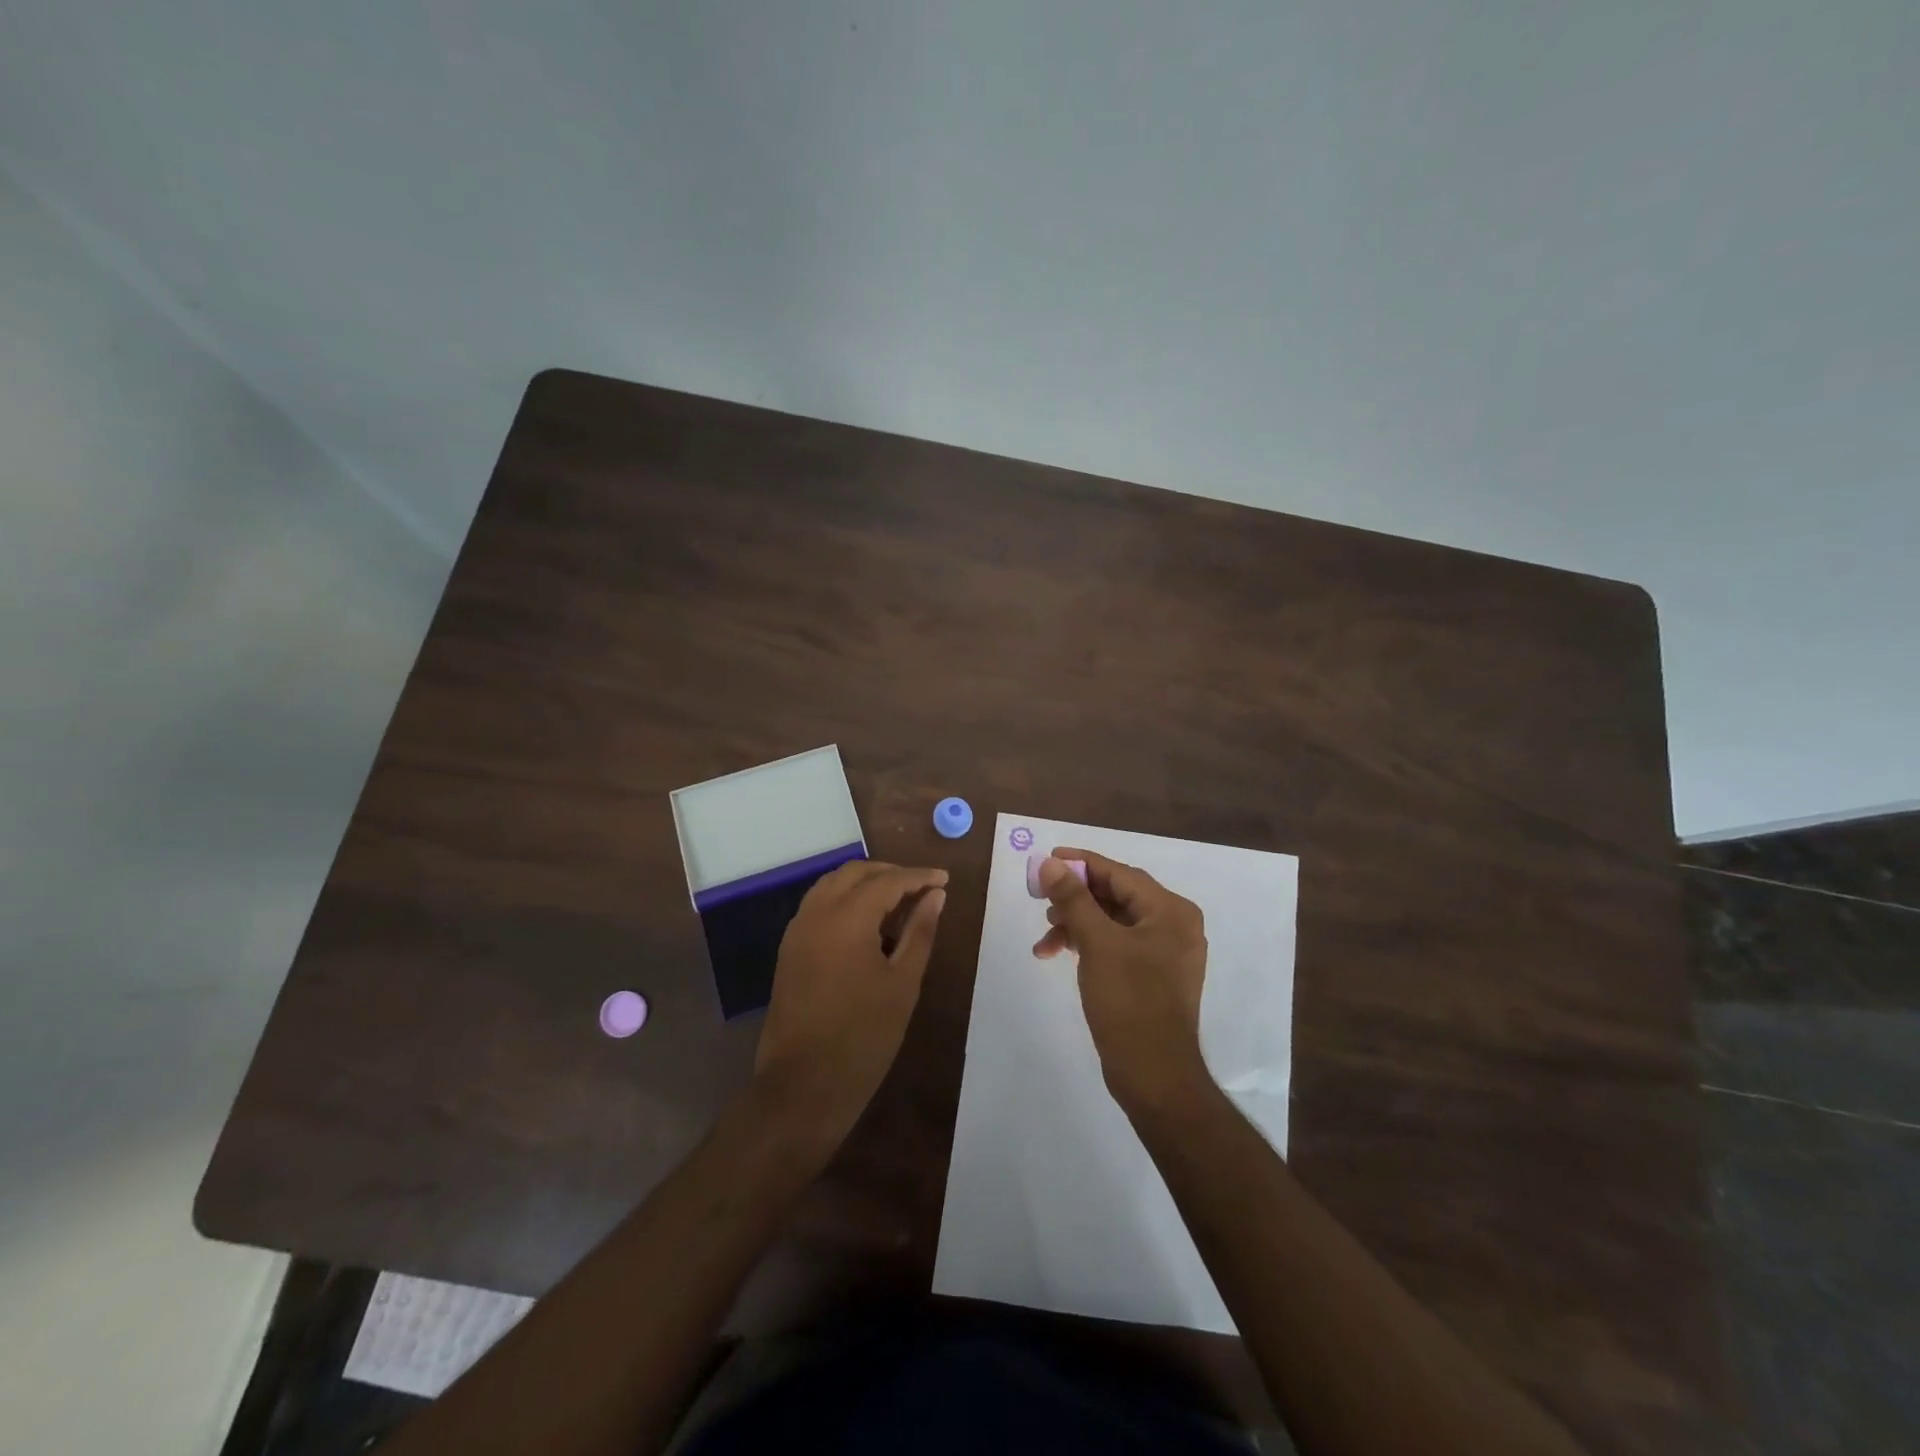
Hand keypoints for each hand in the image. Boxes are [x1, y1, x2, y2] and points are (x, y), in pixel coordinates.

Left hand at [754, 861, 947, 1148]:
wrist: (802, 1087)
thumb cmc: (863, 1038)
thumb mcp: (903, 983)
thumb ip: (920, 932)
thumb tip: (936, 895)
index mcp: (846, 919)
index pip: (887, 881)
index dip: (918, 877)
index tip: (945, 879)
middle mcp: (816, 913)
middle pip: (855, 873)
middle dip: (891, 873)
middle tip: (924, 888)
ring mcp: (797, 930)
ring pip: (832, 884)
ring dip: (866, 883)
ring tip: (899, 902)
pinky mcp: (789, 949)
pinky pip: (819, 905)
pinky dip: (845, 899)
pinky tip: (868, 922)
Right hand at [1034, 849, 1210, 1111]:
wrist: (1154, 1075)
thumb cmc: (1129, 1001)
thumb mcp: (1096, 943)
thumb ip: (1073, 899)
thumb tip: (1049, 863)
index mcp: (1170, 911)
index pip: (1119, 873)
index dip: (1080, 864)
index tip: (1046, 861)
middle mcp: (1174, 925)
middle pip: (1116, 896)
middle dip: (1075, 899)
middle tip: (1040, 900)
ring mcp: (1165, 952)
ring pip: (1112, 922)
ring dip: (1076, 924)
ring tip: (1045, 938)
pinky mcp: (1152, 976)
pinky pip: (1116, 945)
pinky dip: (1088, 945)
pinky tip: (1058, 954)